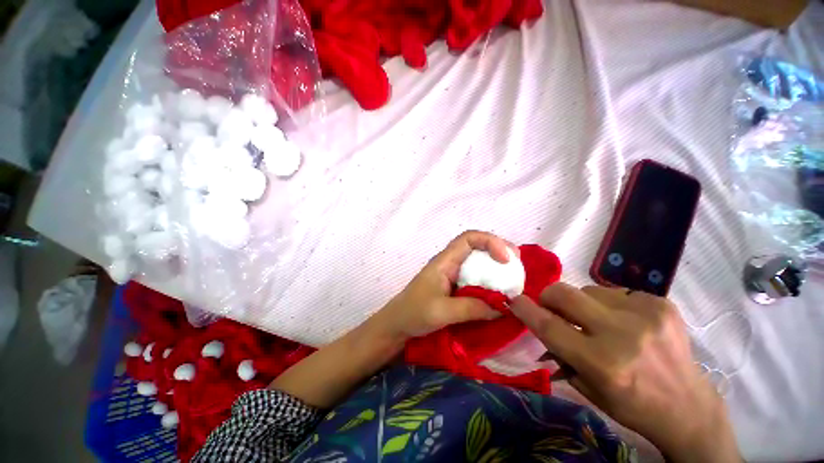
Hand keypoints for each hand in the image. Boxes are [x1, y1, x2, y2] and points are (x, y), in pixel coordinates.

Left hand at [374, 231, 512, 338]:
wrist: (397, 325)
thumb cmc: (414, 313)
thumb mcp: (442, 312)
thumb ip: (472, 308)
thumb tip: (504, 307)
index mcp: (444, 261)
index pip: (468, 238)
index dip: (490, 241)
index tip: (506, 259)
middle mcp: (450, 263)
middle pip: (477, 247)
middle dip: (498, 251)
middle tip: (517, 265)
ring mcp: (452, 275)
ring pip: (477, 263)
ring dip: (496, 267)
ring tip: (513, 279)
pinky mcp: (454, 287)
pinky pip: (476, 278)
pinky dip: (489, 282)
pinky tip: (498, 293)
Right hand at [510, 283, 740, 462]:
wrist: (689, 407)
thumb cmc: (632, 405)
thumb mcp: (588, 388)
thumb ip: (559, 353)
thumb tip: (537, 326)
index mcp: (602, 364)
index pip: (549, 326)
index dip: (526, 309)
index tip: (514, 299)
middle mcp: (622, 335)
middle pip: (565, 294)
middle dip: (549, 296)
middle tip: (551, 306)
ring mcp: (645, 315)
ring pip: (589, 289)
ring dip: (583, 303)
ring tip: (597, 321)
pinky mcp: (661, 304)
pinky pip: (616, 291)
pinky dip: (609, 303)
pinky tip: (624, 321)